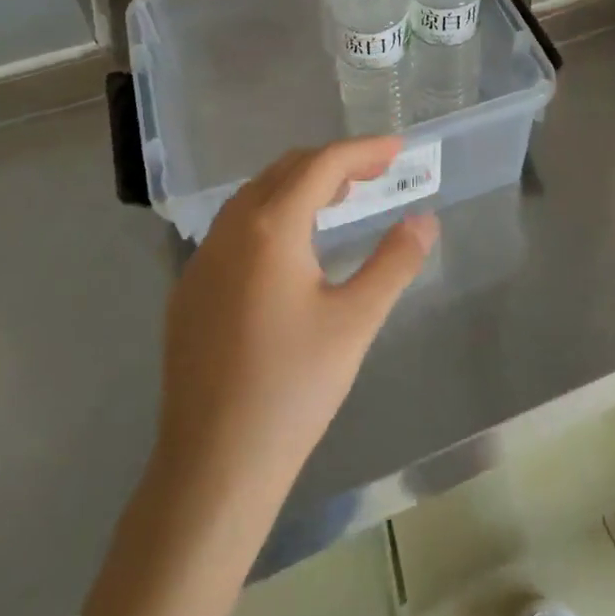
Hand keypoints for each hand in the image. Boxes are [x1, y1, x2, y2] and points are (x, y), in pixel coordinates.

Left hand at [153, 138, 438, 516]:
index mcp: (270, 228)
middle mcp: (230, 230)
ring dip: (299, 186)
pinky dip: (270, 215)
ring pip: (255, 196)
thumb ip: (394, 262)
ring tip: (338, 202)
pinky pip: (234, 228)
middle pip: (285, 170)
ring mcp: (202, 259)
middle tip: (375, 175)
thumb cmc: (293, 389)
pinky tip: (289, 249)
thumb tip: (424, 220)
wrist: (213, 465)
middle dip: (333, 163)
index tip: (398, 149)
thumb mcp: (356, 321)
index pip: (322, 165)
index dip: (363, 151)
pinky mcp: (190, 289)